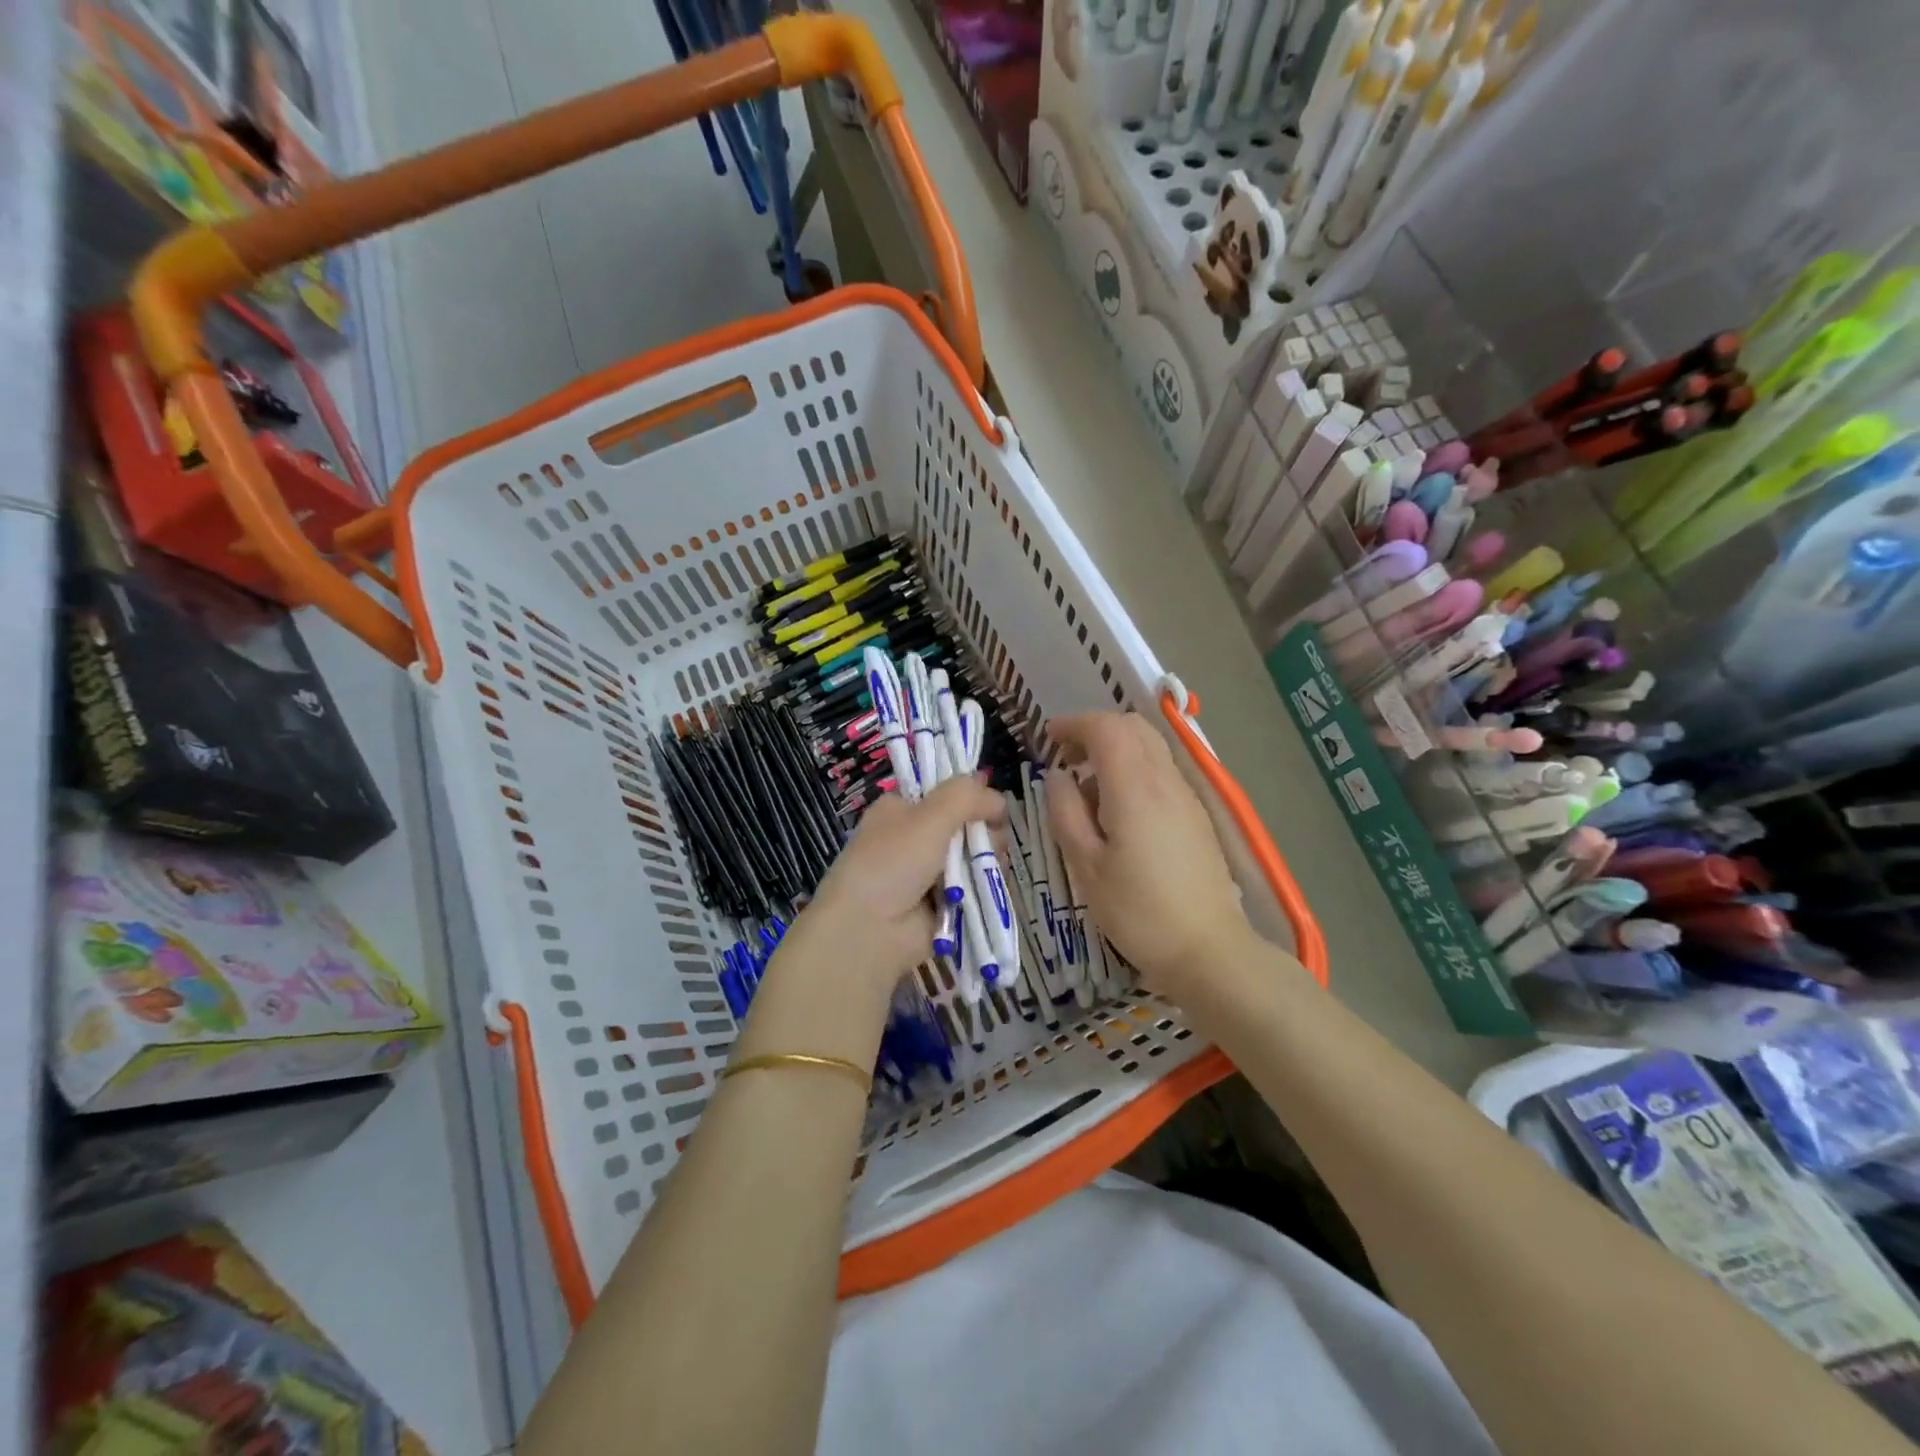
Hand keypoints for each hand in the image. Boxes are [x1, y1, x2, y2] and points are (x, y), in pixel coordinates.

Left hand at [771, 777, 1005, 1013]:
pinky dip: (983, 888)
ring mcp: (927, 873)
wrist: (869, 931)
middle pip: (964, 826)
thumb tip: (999, 798)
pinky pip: (972, 889)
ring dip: (986, 862)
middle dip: (984, 833)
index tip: (992, 807)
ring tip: (993, 868)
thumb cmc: (893, 862)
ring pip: (972, 858)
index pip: (944, 793)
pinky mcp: (940, 905)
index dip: (971, 797)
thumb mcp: (929, 816)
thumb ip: (967, 796)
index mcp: (900, 810)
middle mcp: (913, 838)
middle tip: (992, 844)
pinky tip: (989, 889)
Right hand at [1046, 713, 1255, 994]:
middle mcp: (1165, 781)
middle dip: (1095, 730)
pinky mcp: (1197, 815)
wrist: (1208, 949)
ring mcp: (1187, 796)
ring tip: (1088, 786)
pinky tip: (1119, 809)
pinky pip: (1162, 771)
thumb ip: (1066, 812)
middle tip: (1066, 757)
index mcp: (1134, 788)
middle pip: (1132, 727)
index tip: (1048, 737)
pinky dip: (1134, 768)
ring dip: (1116, 748)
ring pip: (1151, 746)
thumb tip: (1058, 776)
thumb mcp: (1086, 866)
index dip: (1074, 724)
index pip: (1106, 728)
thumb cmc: (1138, 911)